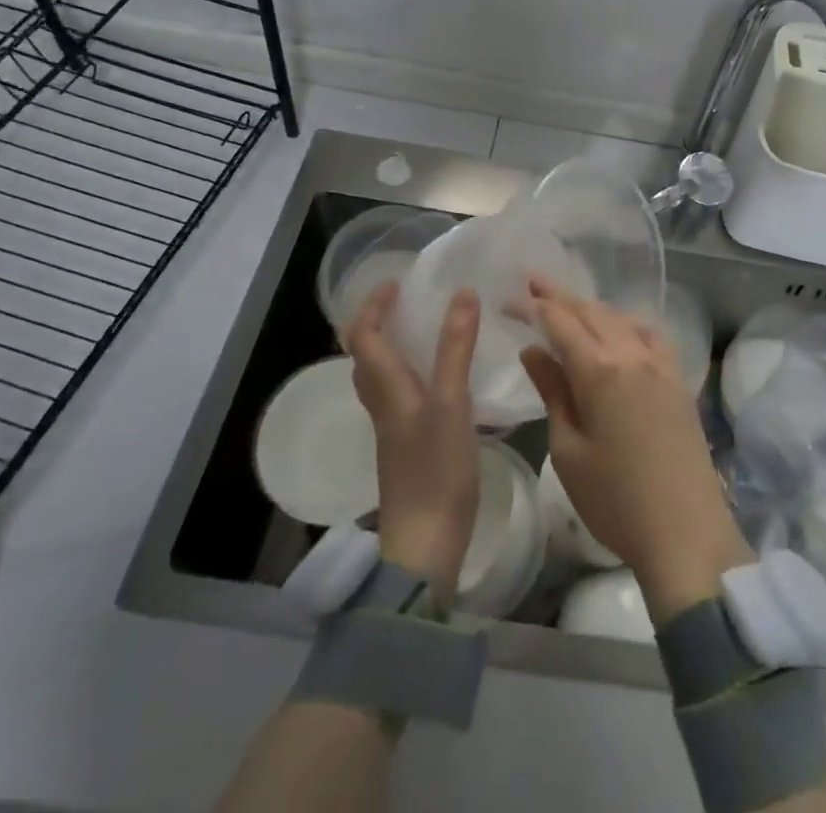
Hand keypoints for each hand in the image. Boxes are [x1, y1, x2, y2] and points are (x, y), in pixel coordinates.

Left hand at [347, 282, 481, 606]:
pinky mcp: (408, 443)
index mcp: (385, 387)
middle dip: (379, 321)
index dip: (373, 305)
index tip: (397, 282)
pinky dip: (412, 370)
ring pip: (382, 375)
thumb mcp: (451, 402)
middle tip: (410, 301)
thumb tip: (462, 292)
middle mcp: (382, 402)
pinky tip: (442, 376)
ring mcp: (393, 425)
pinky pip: (400, 393)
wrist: (425, 544)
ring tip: (427, 329)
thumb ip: (456, 347)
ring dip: (394, 345)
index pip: (362, 334)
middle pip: (365, 354)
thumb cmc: (435, 469)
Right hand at [518, 278, 751, 623]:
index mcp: (599, 370)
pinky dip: (624, 321)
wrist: (686, 532)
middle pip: (590, 310)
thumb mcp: (568, 450)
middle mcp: (632, 353)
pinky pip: (648, 332)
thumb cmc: (615, 500)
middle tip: (530, 281)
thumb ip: (552, 391)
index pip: (559, 322)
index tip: (507, 299)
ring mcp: (661, 362)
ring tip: (566, 304)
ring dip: (589, 306)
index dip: (531, 306)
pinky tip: (617, 329)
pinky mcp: (678, 377)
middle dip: (557, 294)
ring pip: (619, 317)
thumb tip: (533, 350)